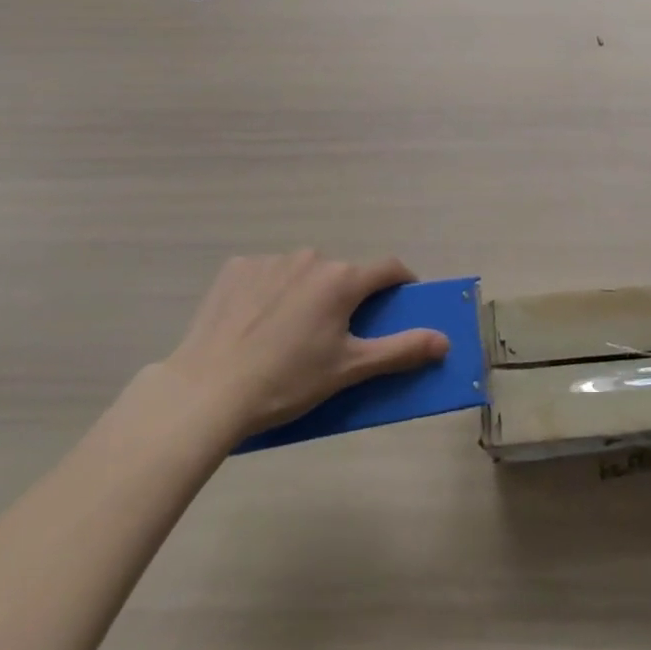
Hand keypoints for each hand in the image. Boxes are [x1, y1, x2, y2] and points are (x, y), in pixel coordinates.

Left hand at [158, 252, 449, 450]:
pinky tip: (255, 324)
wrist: (205, 392)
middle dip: (346, 296)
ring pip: (303, 272)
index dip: (401, 281)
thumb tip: (445, 340)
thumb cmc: (286, 382)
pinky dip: (270, 292)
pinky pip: (266, 274)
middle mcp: (311, 258)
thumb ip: (401, 350)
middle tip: (335, 334)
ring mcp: (271, 260)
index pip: (388, 268)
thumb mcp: (348, 370)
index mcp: (342, 279)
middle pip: (342, 272)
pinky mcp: (236, 269)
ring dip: (307, 292)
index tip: (402, 299)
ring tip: (288, 334)